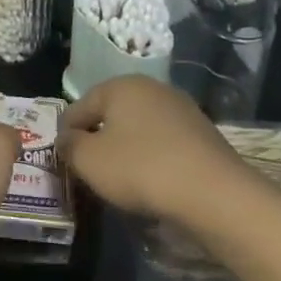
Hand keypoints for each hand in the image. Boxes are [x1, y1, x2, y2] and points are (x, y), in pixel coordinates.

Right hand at [58, 76, 253, 222]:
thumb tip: (66, 139)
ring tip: (121, 181)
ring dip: (125, 150)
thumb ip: (69, 146)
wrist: (214, 194)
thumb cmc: (140, 169)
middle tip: (90, 171)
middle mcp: (152, 88)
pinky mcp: (203, 134)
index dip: (66, 136)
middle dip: (97, 140)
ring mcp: (181, 109)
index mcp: (121, 85)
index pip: (78, 108)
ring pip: (138, 129)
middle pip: (110, 115)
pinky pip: (163, 143)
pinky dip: (152, 159)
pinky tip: (152, 182)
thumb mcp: (88, 160)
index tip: (65, 163)